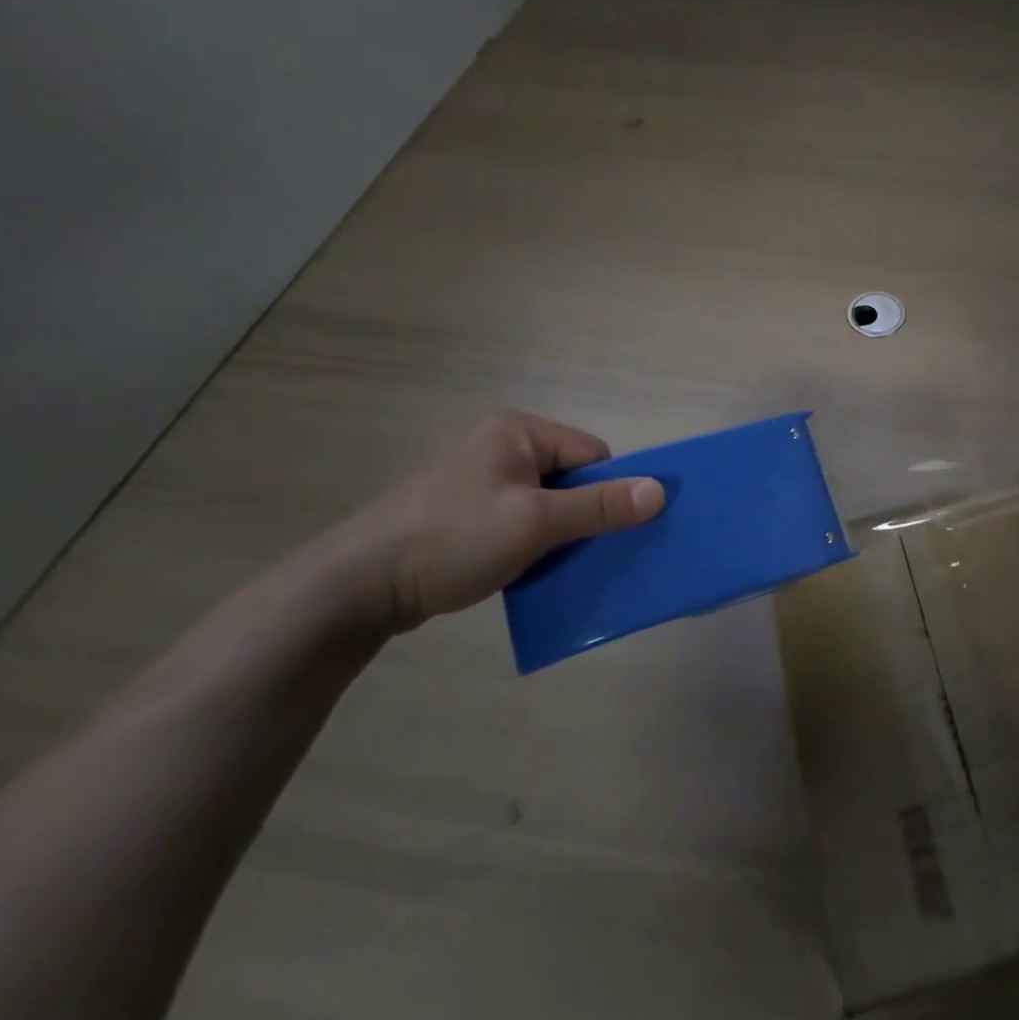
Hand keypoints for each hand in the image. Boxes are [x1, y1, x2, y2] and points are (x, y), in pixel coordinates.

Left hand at [330, 411, 664, 631]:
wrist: (358, 587)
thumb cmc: (453, 540)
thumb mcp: (536, 523)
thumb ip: (600, 506)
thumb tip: (660, 490)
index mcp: (518, 431)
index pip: (591, 454)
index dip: (607, 491)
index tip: (606, 530)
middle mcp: (501, 445)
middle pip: (572, 478)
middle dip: (583, 515)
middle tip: (584, 551)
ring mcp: (481, 479)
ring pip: (548, 504)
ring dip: (559, 534)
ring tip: (555, 565)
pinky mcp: (466, 512)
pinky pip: (521, 520)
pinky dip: (534, 544)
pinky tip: (528, 570)